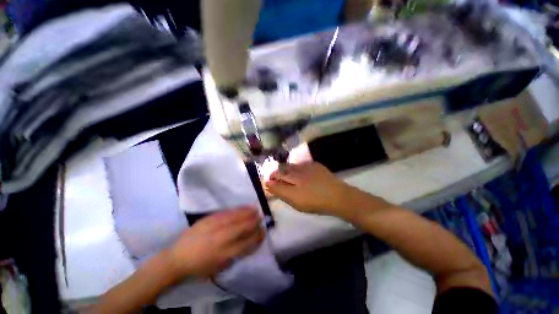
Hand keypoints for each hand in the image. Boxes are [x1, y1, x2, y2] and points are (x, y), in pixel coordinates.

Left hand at [169, 207, 263, 279]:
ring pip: (236, 217)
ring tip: (256, 209)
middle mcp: (222, 238)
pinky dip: (237, 209)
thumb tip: (247, 242)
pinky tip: (243, 207)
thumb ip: (234, 255)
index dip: (257, 236)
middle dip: (254, 222)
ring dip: (248, 213)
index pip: (247, 243)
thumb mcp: (219, 267)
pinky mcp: (209, 219)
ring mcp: (215, 226)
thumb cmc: (199, 267)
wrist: (177, 258)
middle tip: (261, 218)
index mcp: (224, 254)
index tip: (263, 232)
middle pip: (243, 227)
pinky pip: (227, 212)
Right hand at [264, 162, 353, 217]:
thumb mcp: (295, 201)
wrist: (338, 196)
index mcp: (292, 177)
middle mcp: (298, 169)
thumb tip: (268, 184)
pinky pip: (302, 164)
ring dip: (286, 170)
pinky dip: (297, 168)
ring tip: (287, 177)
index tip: (269, 183)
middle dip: (277, 173)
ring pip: (292, 166)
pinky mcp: (316, 165)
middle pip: (283, 168)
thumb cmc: (315, 202)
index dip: (271, 178)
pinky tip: (300, 175)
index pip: (277, 175)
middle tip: (277, 180)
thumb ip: (280, 191)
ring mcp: (307, 166)